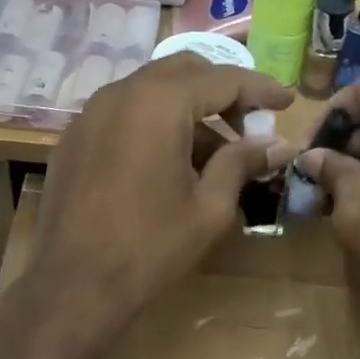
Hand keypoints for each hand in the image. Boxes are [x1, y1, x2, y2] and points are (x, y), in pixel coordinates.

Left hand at [25, 55, 294, 344]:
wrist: (74, 285)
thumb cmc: (150, 248)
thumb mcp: (209, 208)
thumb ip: (242, 164)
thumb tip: (276, 145)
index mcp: (158, 103)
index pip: (221, 79)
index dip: (260, 88)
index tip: (287, 103)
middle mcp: (119, 94)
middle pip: (182, 73)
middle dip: (221, 92)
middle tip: (248, 125)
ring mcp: (88, 115)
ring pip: (149, 93)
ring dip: (186, 111)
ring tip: (213, 156)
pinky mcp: (72, 140)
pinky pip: (122, 116)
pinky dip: (153, 125)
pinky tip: (167, 164)